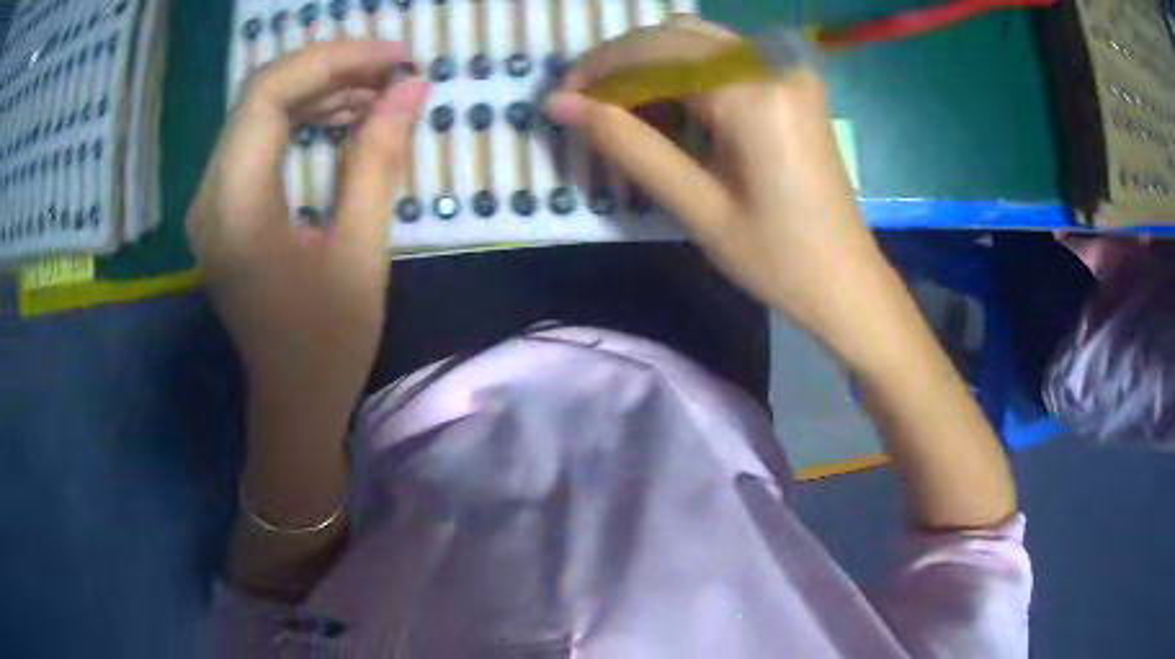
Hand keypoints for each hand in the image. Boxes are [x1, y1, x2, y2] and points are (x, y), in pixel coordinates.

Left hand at [186, 41, 426, 416]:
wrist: (292, 401)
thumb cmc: (327, 344)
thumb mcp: (360, 253)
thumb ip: (377, 162)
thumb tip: (410, 89)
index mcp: (235, 206)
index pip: (269, 93)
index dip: (333, 59)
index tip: (395, 57)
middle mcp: (210, 194)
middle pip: (261, 94)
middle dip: (330, 68)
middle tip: (393, 70)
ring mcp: (213, 201)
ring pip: (259, 112)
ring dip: (319, 90)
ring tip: (379, 91)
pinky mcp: (225, 209)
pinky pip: (259, 141)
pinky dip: (303, 119)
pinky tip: (345, 118)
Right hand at [545, 18, 887, 358]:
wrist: (845, 281)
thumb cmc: (775, 259)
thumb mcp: (696, 206)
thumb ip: (627, 145)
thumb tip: (561, 105)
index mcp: (751, 94)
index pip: (654, 52)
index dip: (599, 69)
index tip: (561, 100)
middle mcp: (772, 64)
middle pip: (674, 36)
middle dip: (621, 62)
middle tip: (586, 105)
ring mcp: (788, 71)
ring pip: (697, 40)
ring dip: (651, 63)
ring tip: (622, 109)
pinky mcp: (793, 85)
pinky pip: (724, 58)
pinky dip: (685, 72)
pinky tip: (669, 107)